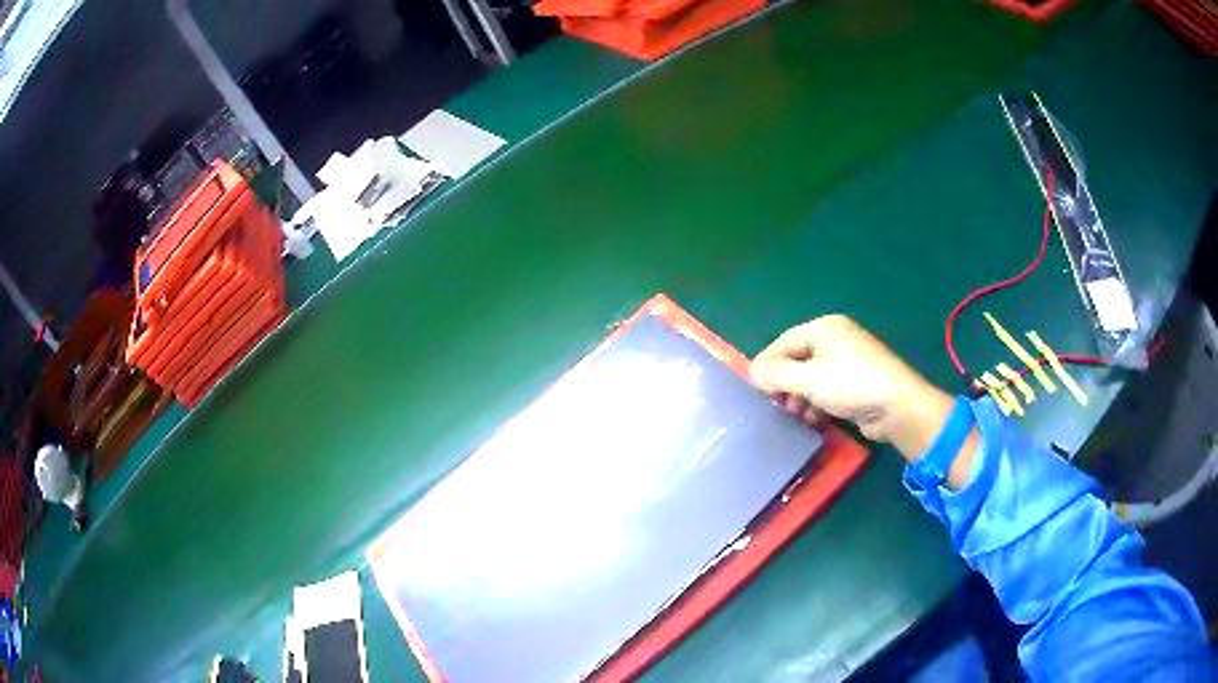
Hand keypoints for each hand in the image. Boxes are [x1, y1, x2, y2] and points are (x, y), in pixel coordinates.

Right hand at [750, 315, 953, 457]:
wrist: (897, 407)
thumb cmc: (851, 384)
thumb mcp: (809, 378)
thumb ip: (778, 374)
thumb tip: (753, 372)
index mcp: (826, 328)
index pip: (785, 341)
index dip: (767, 362)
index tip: (751, 384)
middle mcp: (837, 340)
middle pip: (798, 359)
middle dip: (784, 382)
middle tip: (772, 403)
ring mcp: (848, 362)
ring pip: (812, 377)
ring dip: (800, 396)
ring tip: (794, 414)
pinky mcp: (856, 384)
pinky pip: (827, 390)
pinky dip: (816, 402)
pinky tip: (813, 418)